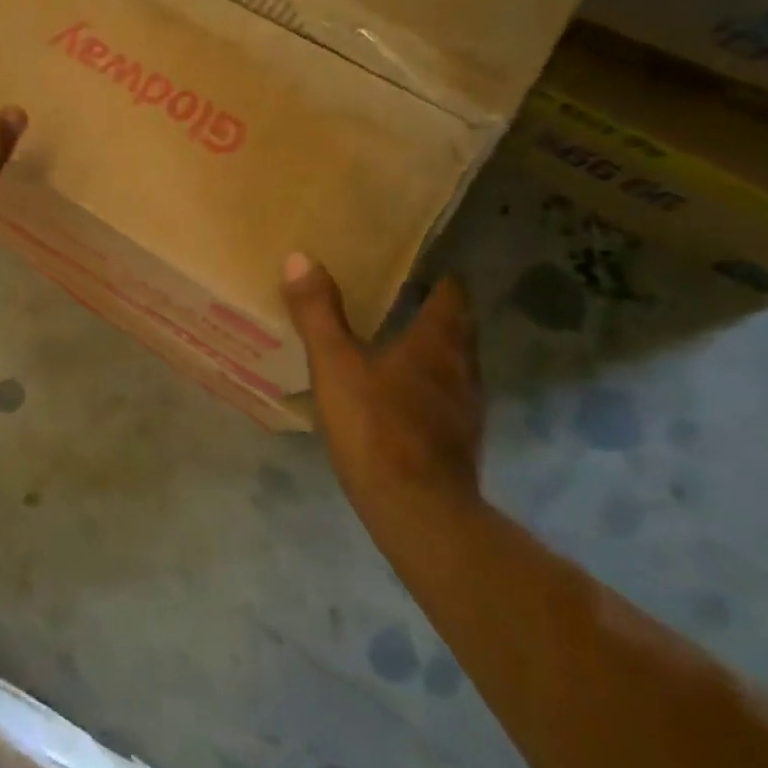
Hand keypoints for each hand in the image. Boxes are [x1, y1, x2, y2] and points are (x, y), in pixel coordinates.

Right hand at [282, 257, 484, 510]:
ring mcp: (466, 408)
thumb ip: (318, 314)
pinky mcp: (461, 441)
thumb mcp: (335, 366)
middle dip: (438, 312)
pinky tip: (404, 397)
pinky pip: (449, 398)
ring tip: (401, 342)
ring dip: (437, 351)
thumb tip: (300, 257)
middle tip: (404, 297)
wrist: (417, 510)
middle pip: (459, 329)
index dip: (441, 278)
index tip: (422, 266)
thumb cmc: (377, 428)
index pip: (451, 295)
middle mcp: (462, 368)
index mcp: (436, 342)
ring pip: (457, 365)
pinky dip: (431, 387)